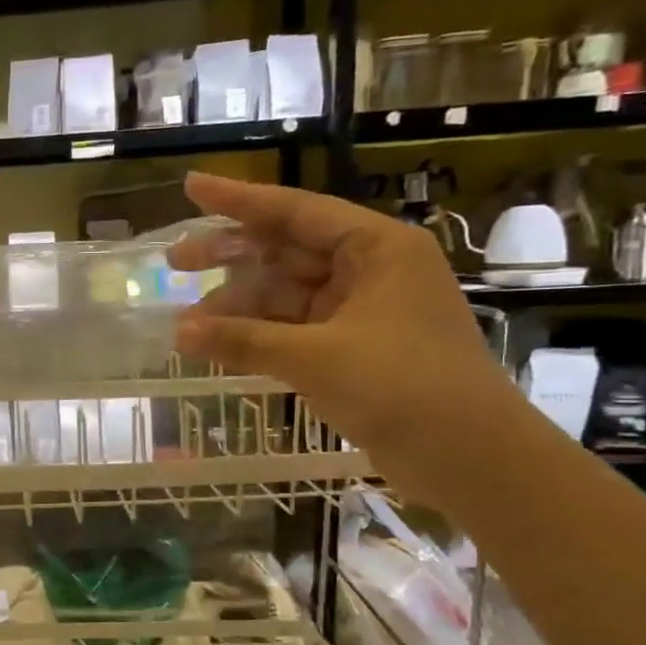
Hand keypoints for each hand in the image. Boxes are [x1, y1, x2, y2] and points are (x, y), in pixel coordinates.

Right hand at [168, 171, 510, 480]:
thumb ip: (243, 340)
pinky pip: (293, 327)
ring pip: (285, 293)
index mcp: (376, 249)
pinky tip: (219, 343)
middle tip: (175, 263)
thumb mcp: (315, 357)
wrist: (471, 458)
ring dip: (239, 305)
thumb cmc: (402, 387)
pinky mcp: (353, 347)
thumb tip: (179, 332)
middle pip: (286, 250)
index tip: (191, 187)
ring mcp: (361, 310)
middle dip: (230, 257)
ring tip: (187, 323)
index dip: (238, 200)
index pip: (295, 211)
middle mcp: (369, 270)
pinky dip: (258, 334)